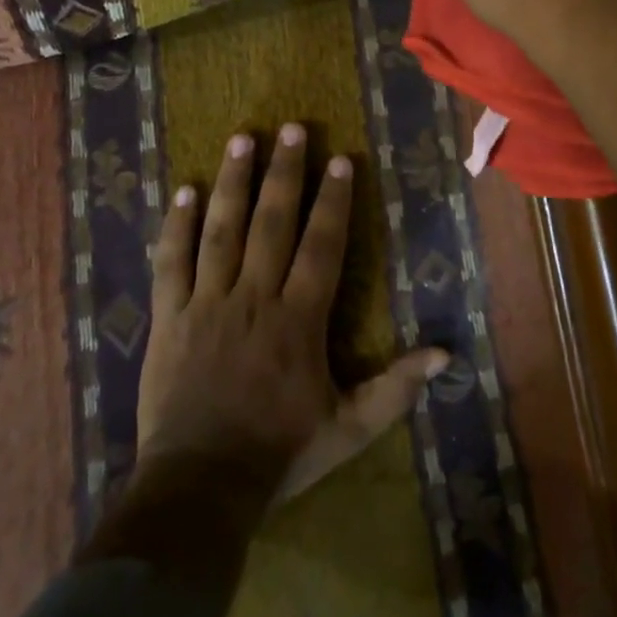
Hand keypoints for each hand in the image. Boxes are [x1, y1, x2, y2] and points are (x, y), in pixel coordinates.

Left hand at [136, 124, 447, 506]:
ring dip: (234, 182)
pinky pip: (172, 262)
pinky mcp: (170, 316)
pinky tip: (185, 189)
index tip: (340, 159)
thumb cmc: (280, 453)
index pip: (320, 246)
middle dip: (285, 172)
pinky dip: (177, 225)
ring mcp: (208, 303)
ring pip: (222, 230)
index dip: (333, 201)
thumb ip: (396, 388)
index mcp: (298, 320)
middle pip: (272, 222)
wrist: (200, 488)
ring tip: (244, 138)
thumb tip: (446, 355)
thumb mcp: (350, 428)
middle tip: (293, 128)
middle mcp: (254, 297)